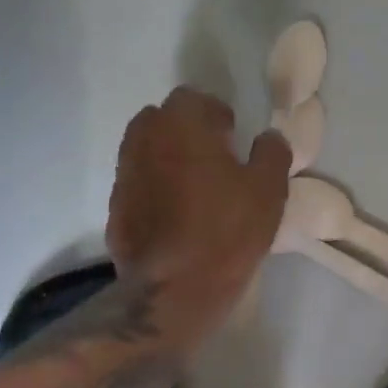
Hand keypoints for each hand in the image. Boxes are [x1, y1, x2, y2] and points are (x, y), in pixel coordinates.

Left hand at [107, 88, 291, 342]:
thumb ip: (272, 153)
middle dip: (186, 130)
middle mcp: (144, 141)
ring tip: (195, 186)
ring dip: (168, 157)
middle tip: (215, 157)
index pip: (193, 98)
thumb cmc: (227, 231)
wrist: (174, 290)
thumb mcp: (269, 190)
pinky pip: (138, 183)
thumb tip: (268, 137)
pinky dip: (155, 187)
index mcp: (181, 126)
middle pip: (162, 119)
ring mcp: (124, 175)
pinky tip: (176, 214)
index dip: (216, 113)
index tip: (233, 135)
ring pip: (146, 150)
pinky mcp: (116, 208)